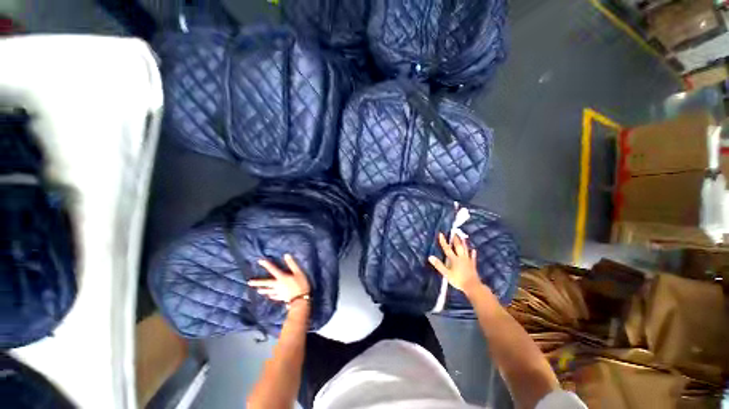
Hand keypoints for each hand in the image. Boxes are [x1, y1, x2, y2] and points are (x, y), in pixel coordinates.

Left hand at [248, 254, 310, 304]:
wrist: (300, 299)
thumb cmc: (300, 283)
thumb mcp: (298, 272)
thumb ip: (292, 264)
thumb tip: (286, 255)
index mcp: (281, 277)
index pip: (272, 269)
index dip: (266, 265)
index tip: (259, 261)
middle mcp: (277, 285)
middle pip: (266, 283)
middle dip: (258, 282)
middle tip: (249, 282)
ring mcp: (278, 292)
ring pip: (269, 291)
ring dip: (264, 290)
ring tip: (258, 290)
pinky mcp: (281, 298)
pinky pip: (275, 296)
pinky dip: (272, 296)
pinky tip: (270, 297)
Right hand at [428, 233, 481, 295]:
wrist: (472, 286)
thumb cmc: (458, 280)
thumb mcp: (446, 273)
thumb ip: (439, 265)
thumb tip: (430, 257)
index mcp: (454, 259)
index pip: (447, 249)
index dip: (443, 241)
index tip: (441, 234)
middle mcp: (461, 257)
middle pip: (458, 246)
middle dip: (455, 239)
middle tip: (454, 232)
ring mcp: (468, 261)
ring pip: (465, 250)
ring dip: (464, 243)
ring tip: (463, 237)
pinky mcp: (473, 265)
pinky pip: (473, 257)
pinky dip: (473, 253)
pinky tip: (474, 250)